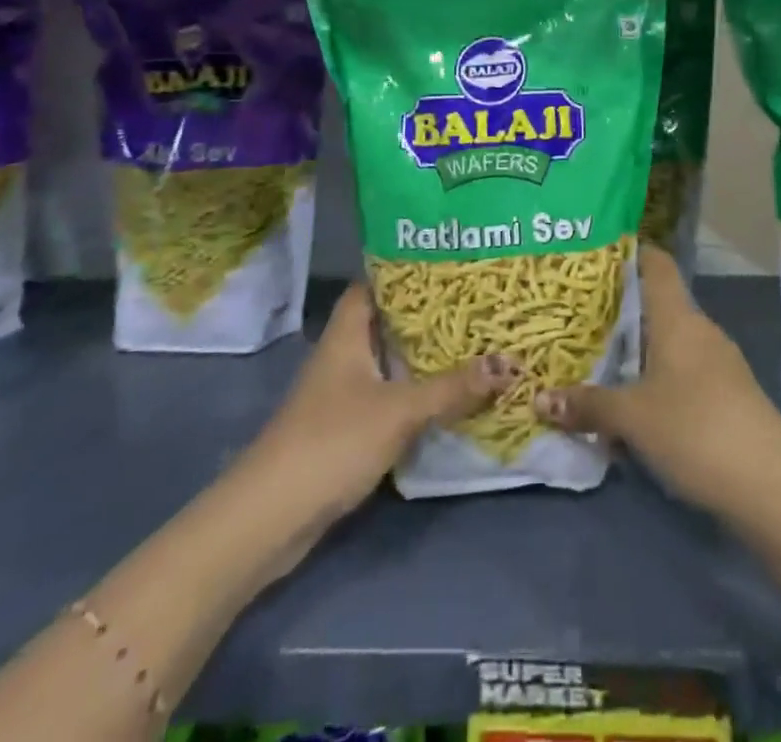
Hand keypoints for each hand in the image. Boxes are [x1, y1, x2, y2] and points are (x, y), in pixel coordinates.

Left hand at [232, 284, 516, 540]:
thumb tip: (509, 364)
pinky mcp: (345, 427)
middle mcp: (342, 354)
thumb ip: (453, 388)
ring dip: (422, 356)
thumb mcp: (400, 410)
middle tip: (474, 303)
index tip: (448, 264)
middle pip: (386, 322)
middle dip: (426, 315)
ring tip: (471, 341)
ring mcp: (341, 393)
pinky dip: (413, 391)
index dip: (405, 271)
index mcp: (347, 333)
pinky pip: (387, 395)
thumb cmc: (333, 441)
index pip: (373, 284)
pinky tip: (446, 394)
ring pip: (388, 361)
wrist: (272, 517)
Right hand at [535, 245, 780, 523]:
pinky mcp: (728, 396)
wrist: (773, 486)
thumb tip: (540, 400)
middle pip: (656, 308)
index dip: (630, 253)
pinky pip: (682, 376)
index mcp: (678, 318)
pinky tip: (633, 416)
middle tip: (577, 321)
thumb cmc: (696, 429)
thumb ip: (588, 405)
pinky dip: (655, 386)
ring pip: (668, 347)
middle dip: (619, 316)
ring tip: (596, 370)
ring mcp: (719, 364)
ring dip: (636, 358)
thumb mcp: (632, 418)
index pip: (656, 264)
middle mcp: (700, 331)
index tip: (595, 256)